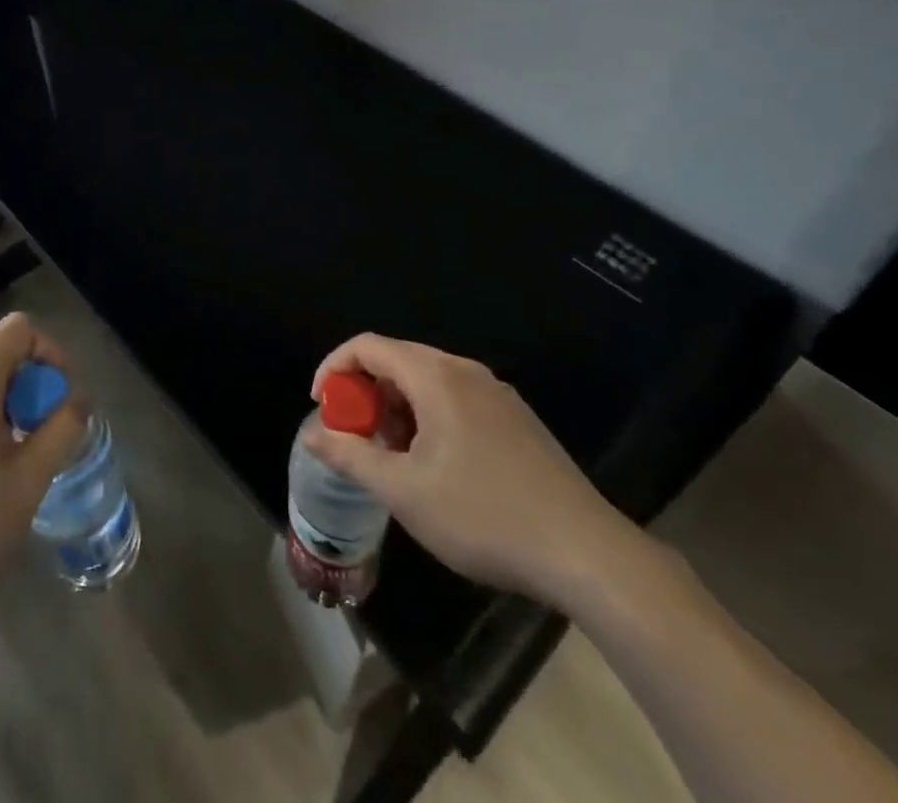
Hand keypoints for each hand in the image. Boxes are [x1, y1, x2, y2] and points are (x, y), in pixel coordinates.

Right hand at [304, 334, 659, 611]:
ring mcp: (496, 393)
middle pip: (398, 360)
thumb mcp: (404, 491)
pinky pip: (456, 400)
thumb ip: (351, 455)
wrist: (585, 552)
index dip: (334, 369)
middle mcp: (465, 370)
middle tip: (357, 440)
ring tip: (394, 460)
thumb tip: (312, 433)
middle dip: (366, 394)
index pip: (368, 346)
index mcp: (435, 375)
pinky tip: (436, 468)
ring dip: (397, 409)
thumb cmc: (483, 516)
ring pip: (428, 382)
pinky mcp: (516, 419)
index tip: (322, 408)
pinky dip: (428, 418)